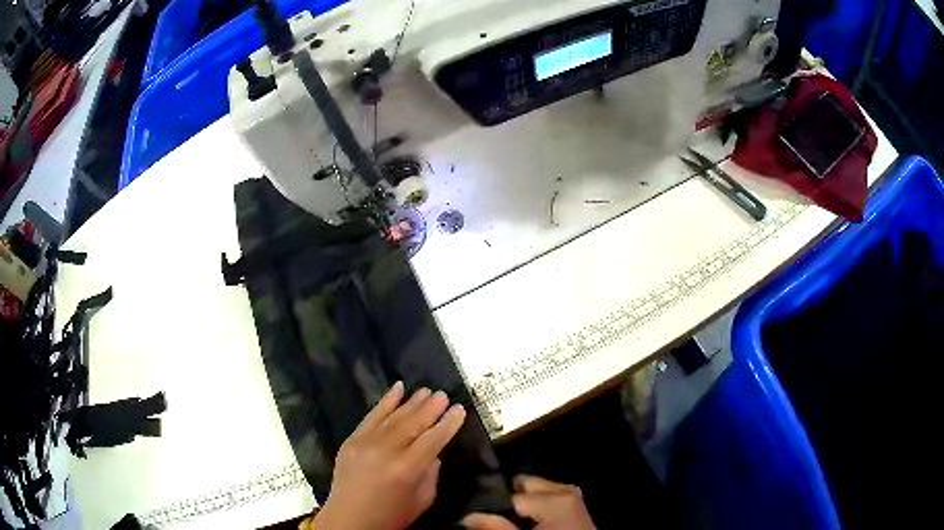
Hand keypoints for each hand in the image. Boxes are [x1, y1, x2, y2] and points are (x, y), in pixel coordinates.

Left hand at [313, 382, 466, 529]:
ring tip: (427, 390)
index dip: (448, 423)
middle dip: (431, 407)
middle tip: (444, 394)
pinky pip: (371, 416)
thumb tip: (432, 452)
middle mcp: (386, 451)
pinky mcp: (352, 440)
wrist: (349, 520)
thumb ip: (431, 473)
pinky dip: (385, 401)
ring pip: (394, 416)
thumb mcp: (422, 500)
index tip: (460, 409)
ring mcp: (366, 443)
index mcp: (407, 469)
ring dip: (412, 402)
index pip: (433, 439)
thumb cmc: (391, 516)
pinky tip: (397, 388)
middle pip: (414, 423)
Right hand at [462, 476, 595, 529]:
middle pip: (523, 485)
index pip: (509, 495)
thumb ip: (496, 527)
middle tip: (492, 514)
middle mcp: (563, 489)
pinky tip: (527, 518)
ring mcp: (572, 494)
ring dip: (520, 501)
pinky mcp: (575, 502)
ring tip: (508, 517)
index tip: (476, 511)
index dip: (490, 504)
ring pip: (535, 489)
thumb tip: (466, 517)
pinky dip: (535, 504)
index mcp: (552, 498)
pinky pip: (547, 495)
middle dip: (506, 497)